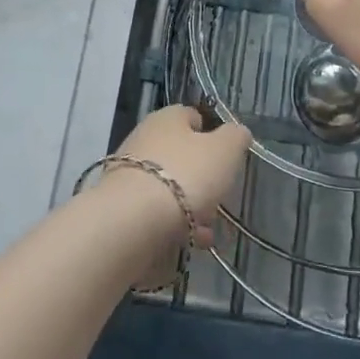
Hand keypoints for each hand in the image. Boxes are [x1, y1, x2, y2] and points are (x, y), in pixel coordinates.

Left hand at [112, 105, 251, 248]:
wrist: (133, 220)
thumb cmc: (186, 174)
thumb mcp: (225, 150)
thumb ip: (235, 137)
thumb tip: (237, 133)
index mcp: (168, 118)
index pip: (192, 117)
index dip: (212, 134)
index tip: (226, 157)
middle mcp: (144, 138)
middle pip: (181, 154)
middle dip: (202, 178)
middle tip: (219, 198)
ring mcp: (129, 173)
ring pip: (169, 186)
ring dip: (191, 206)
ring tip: (208, 230)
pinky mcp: (122, 205)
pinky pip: (156, 211)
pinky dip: (174, 224)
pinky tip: (190, 242)